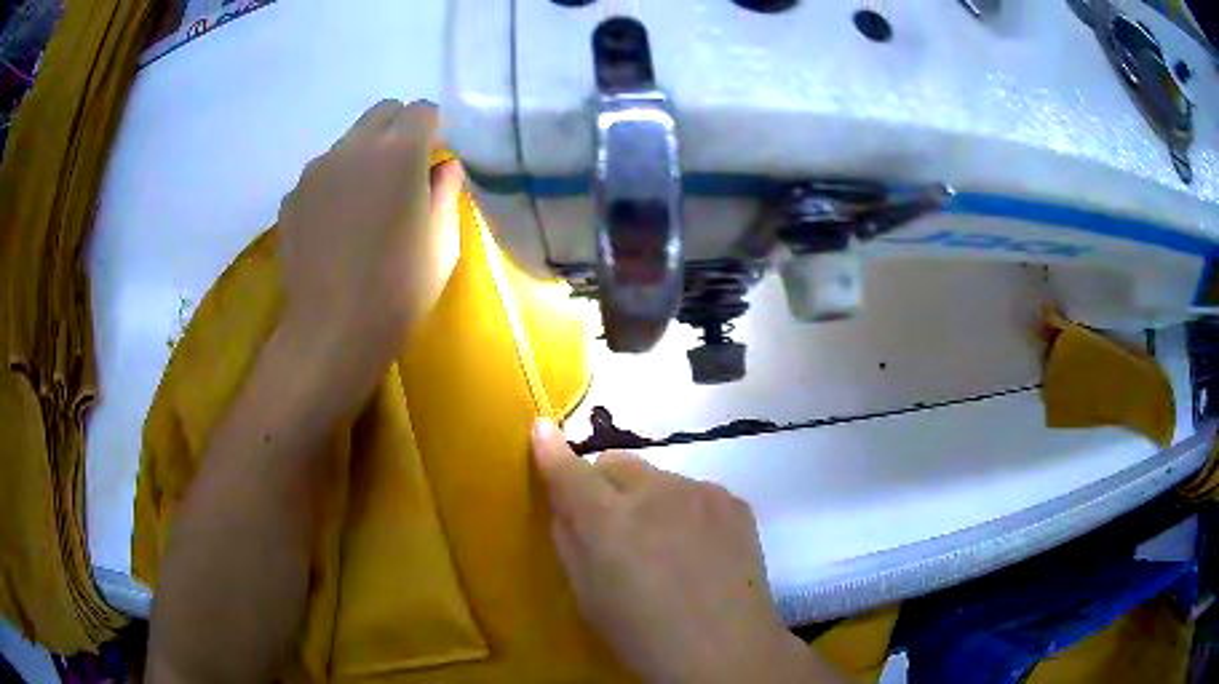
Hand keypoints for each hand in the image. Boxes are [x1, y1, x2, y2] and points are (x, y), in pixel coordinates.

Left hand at [277, 99, 462, 399]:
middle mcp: (353, 148)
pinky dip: (334, 185)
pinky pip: (321, 175)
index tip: (436, 154)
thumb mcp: (443, 242)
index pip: (421, 110)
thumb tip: (444, 166)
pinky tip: (336, 226)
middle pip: (382, 113)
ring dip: (364, 156)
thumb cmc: (399, 289)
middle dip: (399, 128)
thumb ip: (446, 191)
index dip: (434, 127)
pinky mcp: (291, 198)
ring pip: (347, 142)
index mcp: (399, 152)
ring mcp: (315, 171)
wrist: (332, 331)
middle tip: (405, 170)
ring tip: (366, 203)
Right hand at [531, 420, 840, 683]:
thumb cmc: (644, 637)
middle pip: (616, 463)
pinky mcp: (733, 500)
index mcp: (609, 522)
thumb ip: (570, 541)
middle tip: (613, 526)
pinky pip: (693, 492)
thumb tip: (564, 505)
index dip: (550, 449)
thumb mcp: (587, 597)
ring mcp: (700, 492)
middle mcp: (655, 493)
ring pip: (658, 478)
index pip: (570, 470)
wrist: (728, 651)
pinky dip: (684, 510)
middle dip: (604, 484)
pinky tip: (699, 550)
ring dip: (648, 499)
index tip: (541, 429)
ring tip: (665, 546)